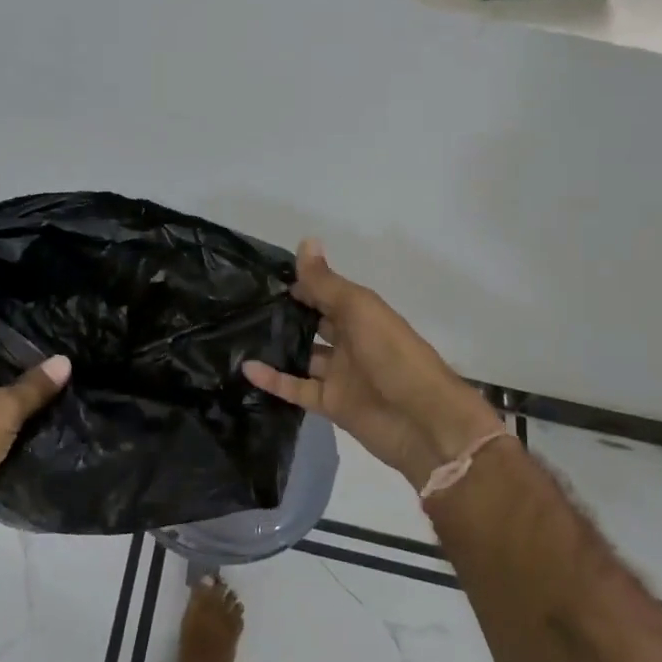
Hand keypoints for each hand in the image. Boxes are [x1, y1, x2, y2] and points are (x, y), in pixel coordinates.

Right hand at [244, 239, 499, 486]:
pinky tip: (246, 367)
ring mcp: (339, 374)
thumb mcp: (359, 309)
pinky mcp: (330, 403)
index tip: (261, 276)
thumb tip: (305, 240)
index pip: (325, 293)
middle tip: (243, 304)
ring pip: (303, 356)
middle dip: (286, 314)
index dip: (299, 283)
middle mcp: (350, 340)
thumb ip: (326, 282)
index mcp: (361, 314)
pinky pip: (296, 388)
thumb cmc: (393, 355)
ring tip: (237, 334)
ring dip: (277, 346)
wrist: (423, 421)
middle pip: (313, 323)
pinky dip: (272, 380)